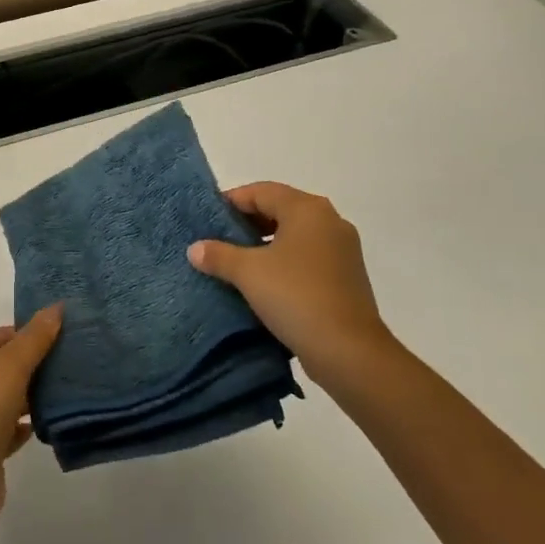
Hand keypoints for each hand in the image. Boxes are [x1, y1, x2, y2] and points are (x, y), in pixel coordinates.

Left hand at [0, 305, 62, 520]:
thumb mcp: (11, 366)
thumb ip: (35, 336)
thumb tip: (56, 306)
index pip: (0, 334)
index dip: (31, 336)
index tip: (65, 341)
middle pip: (2, 364)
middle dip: (34, 366)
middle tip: (71, 366)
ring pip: (5, 396)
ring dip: (31, 396)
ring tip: (66, 392)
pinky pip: (5, 427)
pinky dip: (23, 425)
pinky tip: (46, 425)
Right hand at [188, 182, 391, 374]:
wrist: (349, 352)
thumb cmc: (295, 297)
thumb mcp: (248, 273)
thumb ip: (218, 255)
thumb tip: (195, 248)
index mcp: (307, 209)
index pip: (261, 191)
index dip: (231, 202)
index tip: (208, 220)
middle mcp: (329, 221)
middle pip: (280, 209)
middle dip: (248, 222)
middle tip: (219, 239)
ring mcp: (343, 249)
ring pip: (295, 234)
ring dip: (266, 243)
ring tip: (238, 262)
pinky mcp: (347, 276)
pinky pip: (308, 256)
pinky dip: (285, 261)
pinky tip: (265, 282)